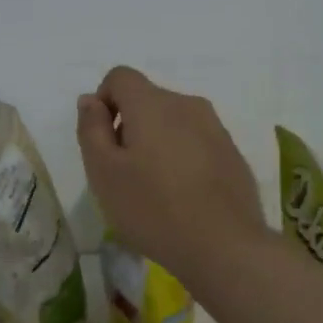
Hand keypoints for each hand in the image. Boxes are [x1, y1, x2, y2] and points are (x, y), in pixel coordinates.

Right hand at [76, 66, 266, 283]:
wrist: (224, 246)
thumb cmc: (153, 208)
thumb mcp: (104, 172)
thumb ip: (92, 129)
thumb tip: (91, 100)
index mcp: (153, 103)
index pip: (120, 77)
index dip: (103, 103)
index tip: (103, 143)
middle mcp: (188, 105)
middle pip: (148, 100)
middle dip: (130, 127)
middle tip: (124, 175)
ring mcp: (216, 129)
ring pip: (174, 123)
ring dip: (157, 144)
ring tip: (154, 190)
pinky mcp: (232, 154)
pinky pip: (196, 144)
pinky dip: (182, 160)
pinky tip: (183, 198)